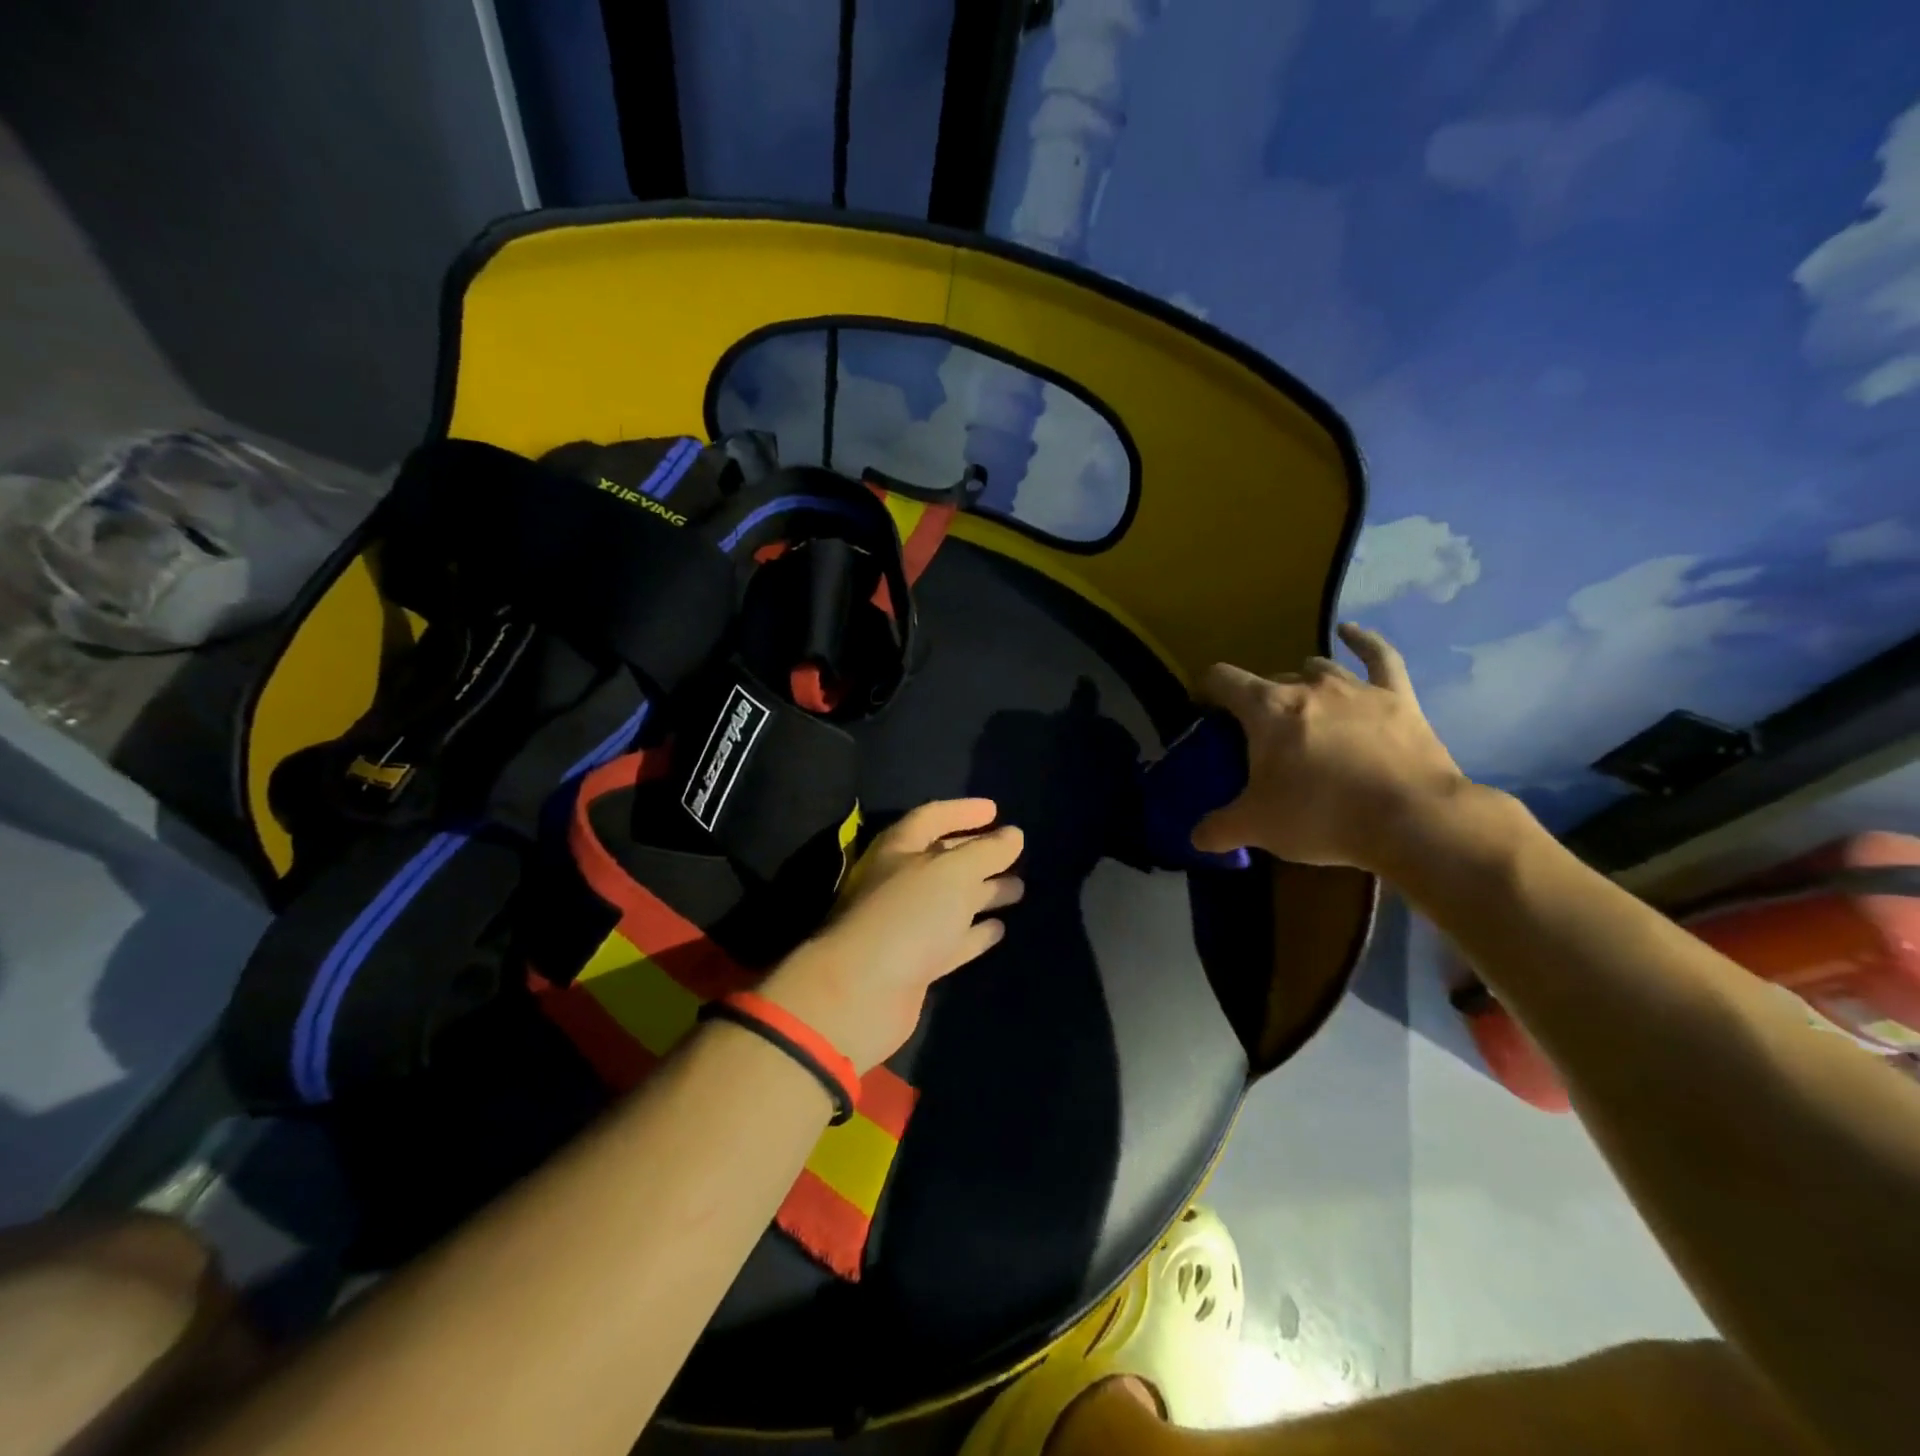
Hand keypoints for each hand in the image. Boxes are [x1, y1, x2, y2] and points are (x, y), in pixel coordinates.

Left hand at [760, 799, 1023, 1071]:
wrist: (862, 993)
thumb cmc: (907, 915)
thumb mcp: (953, 872)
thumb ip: (986, 851)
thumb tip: (1014, 835)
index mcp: (899, 849)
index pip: (932, 818)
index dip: (963, 811)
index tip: (996, 810)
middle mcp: (900, 881)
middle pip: (944, 859)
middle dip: (979, 854)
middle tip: (1016, 852)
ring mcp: (907, 924)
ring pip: (952, 901)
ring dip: (983, 892)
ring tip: (1019, 888)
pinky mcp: (916, 962)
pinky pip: (952, 939)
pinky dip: (975, 933)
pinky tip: (999, 929)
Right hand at [1192, 623, 1471, 874]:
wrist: (1412, 820)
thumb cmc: (1322, 816)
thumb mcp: (1257, 827)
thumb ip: (1219, 828)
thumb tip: (1197, 837)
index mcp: (1266, 709)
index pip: (1222, 680)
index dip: (1207, 691)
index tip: (1205, 711)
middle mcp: (1307, 686)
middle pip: (1270, 679)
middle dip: (1259, 701)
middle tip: (1260, 737)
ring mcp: (1355, 688)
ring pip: (1318, 669)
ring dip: (1302, 683)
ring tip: (1301, 705)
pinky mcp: (1397, 697)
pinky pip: (1380, 657)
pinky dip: (1363, 641)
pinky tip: (1350, 632)